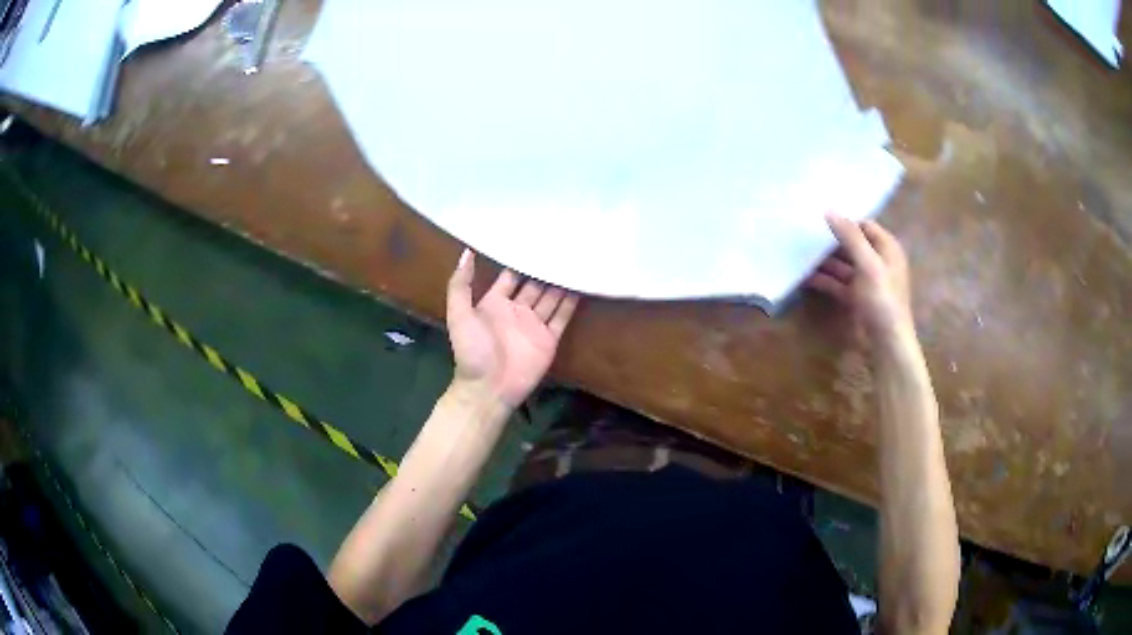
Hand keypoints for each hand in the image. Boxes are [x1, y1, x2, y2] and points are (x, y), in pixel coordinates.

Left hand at [445, 249, 578, 409]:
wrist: (488, 389)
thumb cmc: (471, 351)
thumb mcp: (459, 315)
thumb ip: (460, 284)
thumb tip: (467, 251)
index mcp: (494, 302)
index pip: (511, 274)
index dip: (521, 258)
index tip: (535, 238)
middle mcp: (516, 309)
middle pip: (535, 283)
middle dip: (546, 267)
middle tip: (562, 245)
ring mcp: (534, 324)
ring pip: (551, 297)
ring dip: (561, 281)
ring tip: (576, 259)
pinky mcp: (549, 339)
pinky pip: (562, 317)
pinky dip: (572, 302)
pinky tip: (581, 284)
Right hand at [808, 214, 912, 336]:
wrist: (885, 344)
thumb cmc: (882, 300)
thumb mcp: (868, 264)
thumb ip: (850, 236)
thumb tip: (829, 210)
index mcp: (887, 249)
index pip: (865, 225)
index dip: (845, 220)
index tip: (820, 215)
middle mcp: (877, 262)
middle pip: (852, 244)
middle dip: (831, 240)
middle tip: (805, 231)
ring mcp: (865, 281)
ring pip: (842, 264)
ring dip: (824, 260)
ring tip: (800, 251)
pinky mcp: (855, 298)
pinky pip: (837, 283)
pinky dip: (823, 280)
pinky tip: (804, 276)